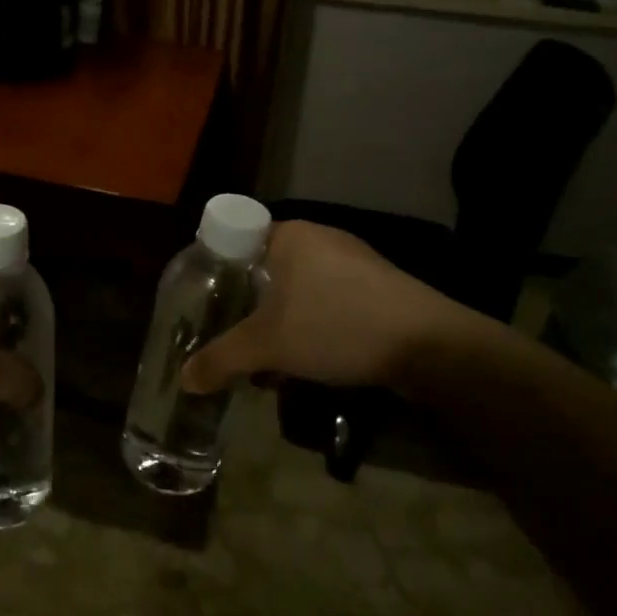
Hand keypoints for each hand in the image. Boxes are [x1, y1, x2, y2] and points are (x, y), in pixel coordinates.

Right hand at [180, 220, 484, 394]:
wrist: (432, 346)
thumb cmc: (336, 327)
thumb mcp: (267, 346)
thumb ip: (221, 360)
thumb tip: (184, 380)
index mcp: (290, 235)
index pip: (235, 239)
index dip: (214, 269)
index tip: (203, 301)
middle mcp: (321, 238)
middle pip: (264, 268)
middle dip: (246, 304)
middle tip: (229, 333)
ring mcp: (354, 262)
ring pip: (297, 288)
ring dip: (278, 321)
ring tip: (267, 357)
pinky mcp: (379, 287)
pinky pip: (328, 300)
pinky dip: (310, 324)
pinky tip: (309, 360)